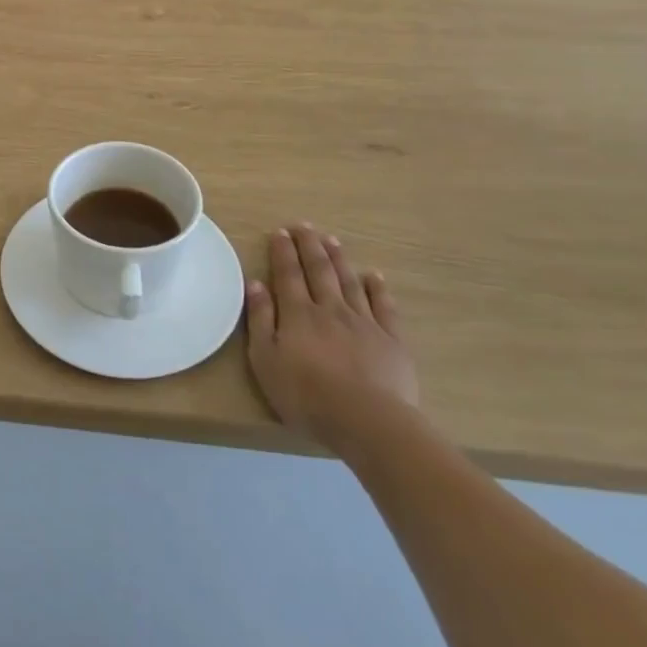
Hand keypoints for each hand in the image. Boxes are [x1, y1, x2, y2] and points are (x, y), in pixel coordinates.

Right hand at [246, 222, 417, 450]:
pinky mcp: (390, 340)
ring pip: (348, 282)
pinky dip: (377, 289)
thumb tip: (255, 284)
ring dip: (338, 259)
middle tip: (304, 226)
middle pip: (318, 270)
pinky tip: (373, 276)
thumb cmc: (306, 395)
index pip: (288, 274)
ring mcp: (363, 322)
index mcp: (298, 314)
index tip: (280, 231)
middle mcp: (330, 309)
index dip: (283, 251)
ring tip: (331, 240)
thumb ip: (260, 320)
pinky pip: (383, 307)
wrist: (367, 421)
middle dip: (310, 246)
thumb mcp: (266, 360)